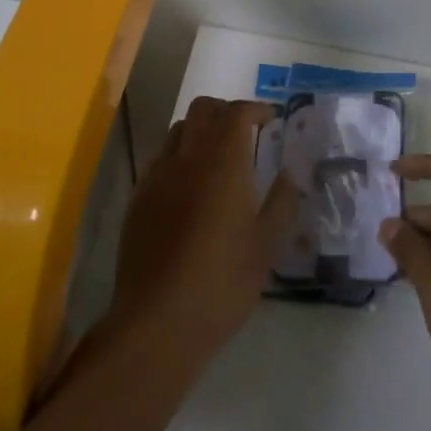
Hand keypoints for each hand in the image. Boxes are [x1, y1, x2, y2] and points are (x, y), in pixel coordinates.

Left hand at [110, 98, 298, 356]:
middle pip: (204, 109)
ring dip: (201, 129)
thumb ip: (282, 201)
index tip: (271, 121)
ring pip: (179, 129)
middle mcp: (188, 157)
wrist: (157, 320)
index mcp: (223, 162)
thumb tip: (291, 173)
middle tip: (246, 133)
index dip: (256, 109)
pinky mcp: (139, 197)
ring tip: (218, 157)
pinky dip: (179, 155)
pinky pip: (161, 157)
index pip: (238, 113)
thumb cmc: (222, 282)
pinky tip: (189, 186)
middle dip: (227, 111)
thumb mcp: (266, 246)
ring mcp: (158, 175)